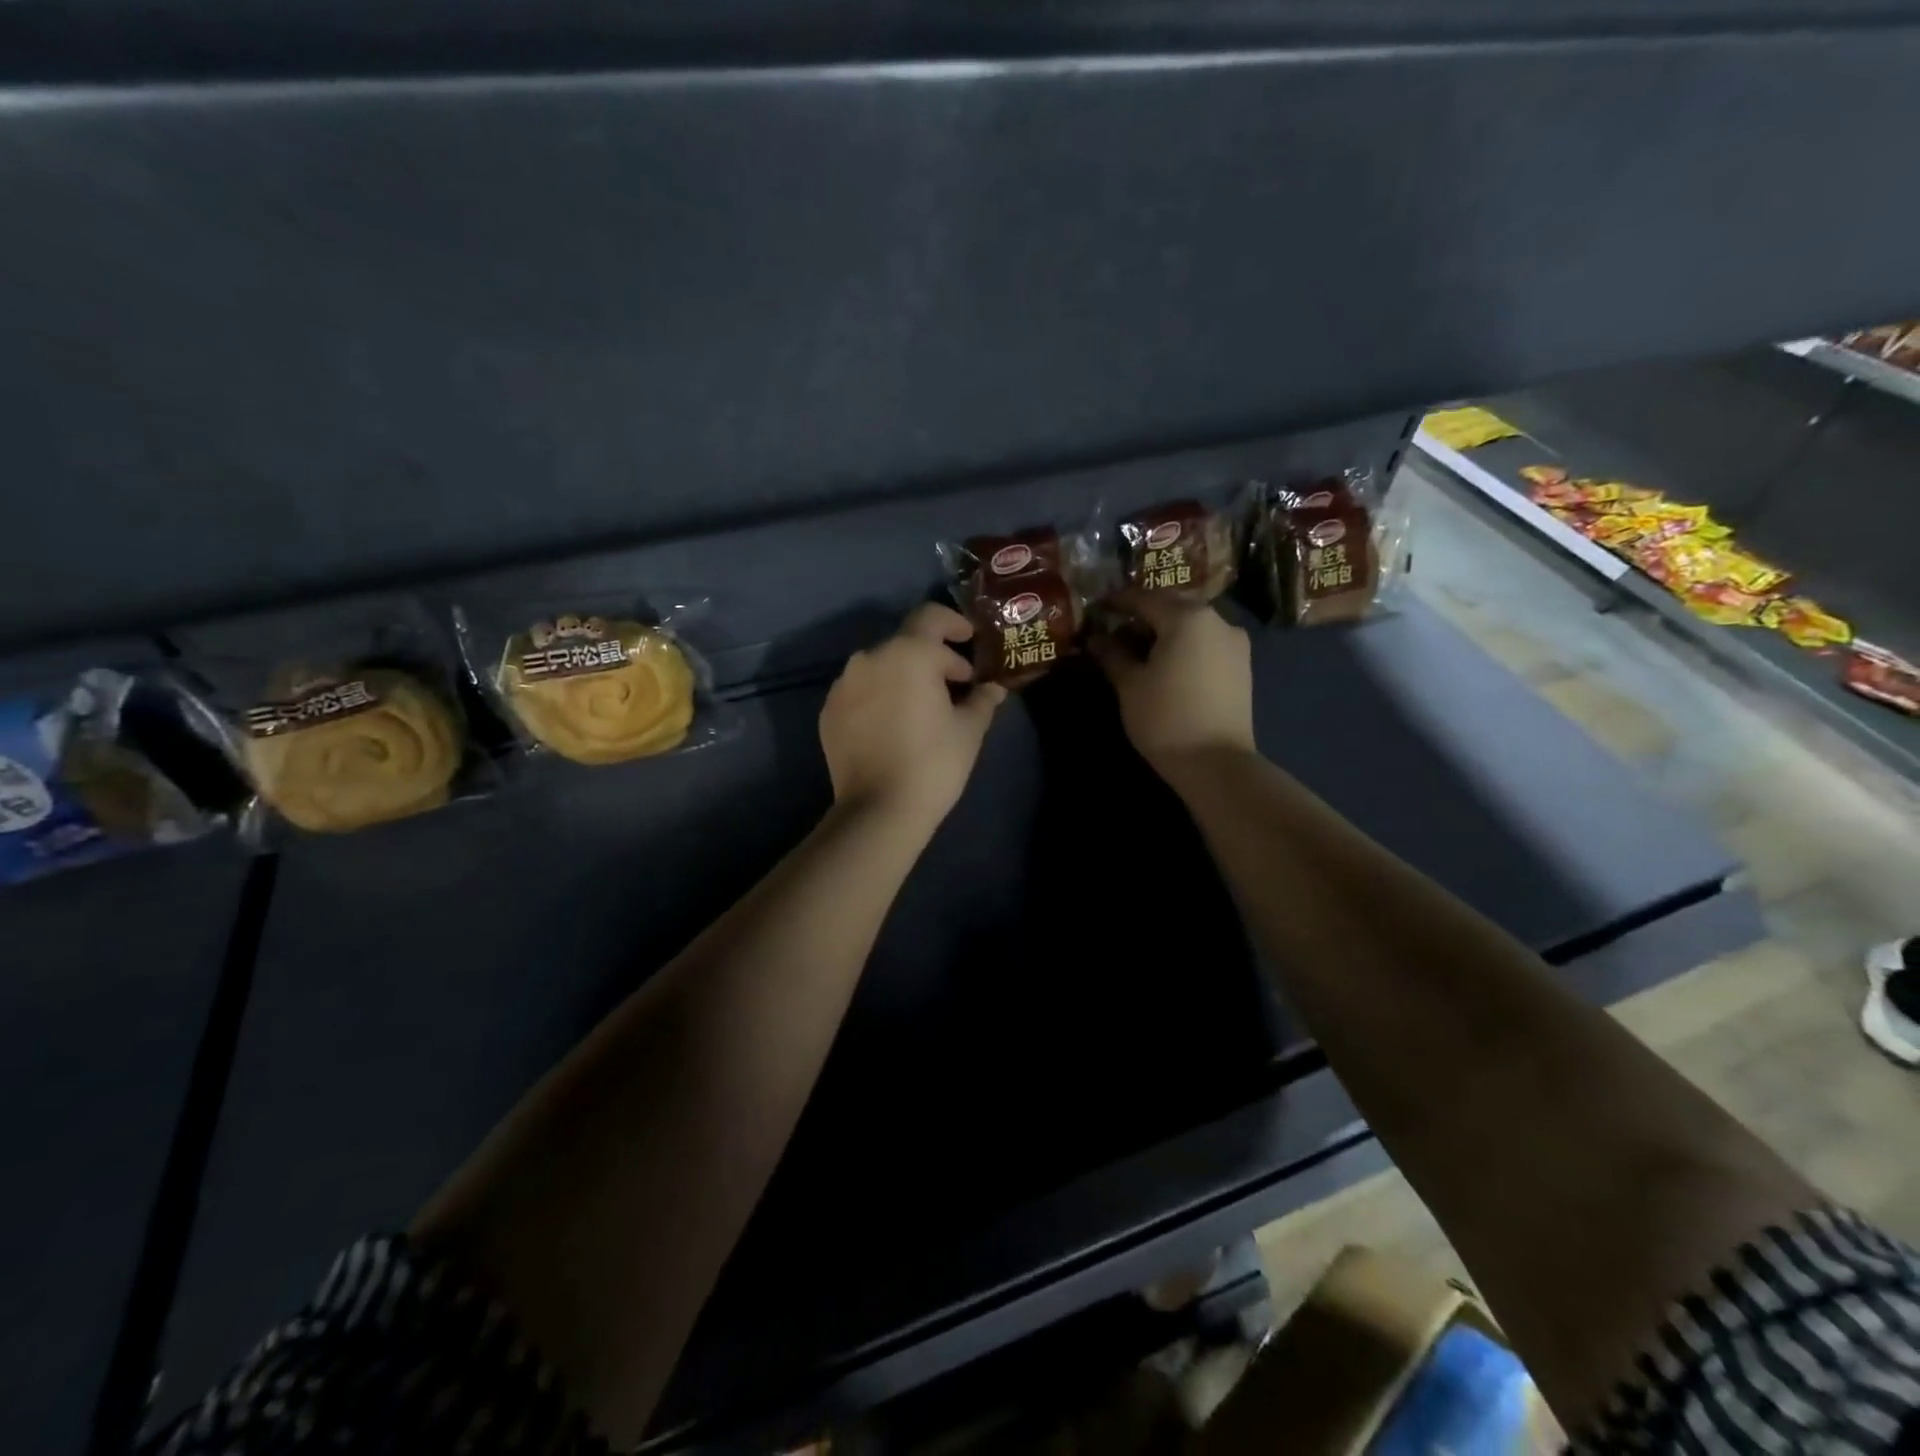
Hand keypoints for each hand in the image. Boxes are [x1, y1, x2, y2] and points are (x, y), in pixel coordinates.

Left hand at [820, 603, 1007, 831]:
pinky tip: (893, 724)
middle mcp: (870, 658)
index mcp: (908, 653)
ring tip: (921, 706)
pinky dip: (879, 696)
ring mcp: (844, 684)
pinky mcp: (829, 710)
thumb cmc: (933, 763)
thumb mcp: (969, 730)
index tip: (970, 641)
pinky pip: (860, 690)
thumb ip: (981, 700)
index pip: (932, 617)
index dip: (955, 624)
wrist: (878, 810)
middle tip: (954, 685)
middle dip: (932, 657)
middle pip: (906, 642)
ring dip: (903, 676)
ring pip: (880, 666)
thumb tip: (992, 688)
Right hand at [1089, 597, 1254, 774]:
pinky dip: (1183, 645)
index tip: (1096, 609)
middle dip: (1142, 614)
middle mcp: (1217, 620)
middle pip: (1172, 606)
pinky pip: (1206, 643)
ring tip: (1138, 649)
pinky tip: (1165, 664)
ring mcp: (1235, 643)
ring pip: (1191, 625)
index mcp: (1187, 618)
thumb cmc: (1165, 718)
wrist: (1216, 763)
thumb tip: (1097, 639)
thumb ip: (1113, 654)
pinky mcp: (1242, 666)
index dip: (1117, 601)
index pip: (1144, 598)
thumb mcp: (1130, 684)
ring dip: (1164, 630)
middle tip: (1114, 629)